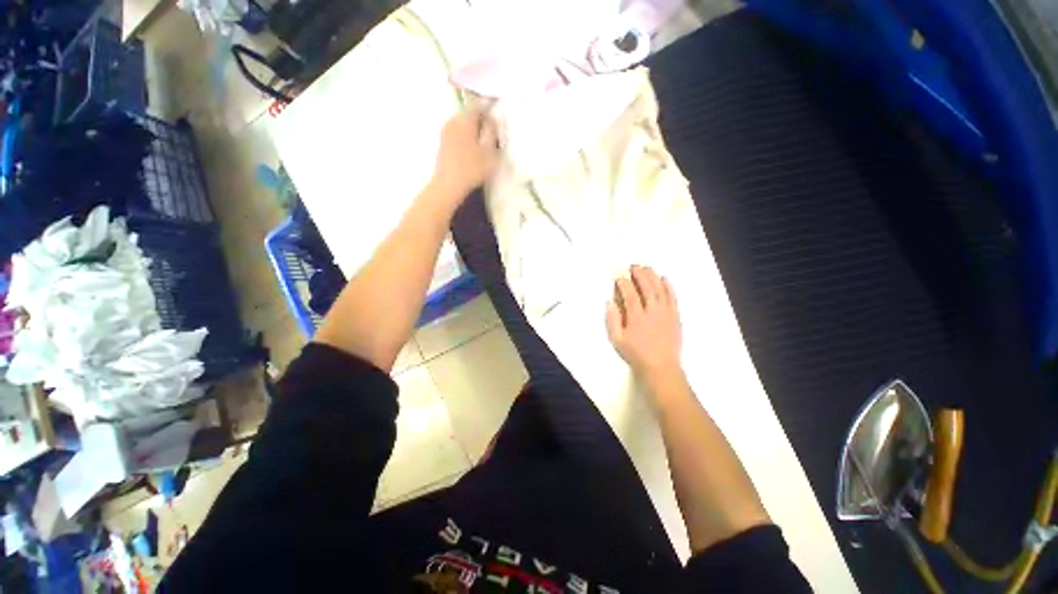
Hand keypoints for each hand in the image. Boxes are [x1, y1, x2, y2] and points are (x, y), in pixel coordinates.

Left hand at [431, 107, 498, 201]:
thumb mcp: (489, 151)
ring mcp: (446, 130)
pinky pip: (458, 133)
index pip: (479, 105)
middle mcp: (453, 120)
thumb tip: (491, 119)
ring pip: (463, 124)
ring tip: (482, 145)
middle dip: (481, 121)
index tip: (497, 119)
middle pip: (470, 114)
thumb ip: (492, 132)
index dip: (490, 109)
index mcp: (465, 119)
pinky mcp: (443, 142)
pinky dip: (466, 137)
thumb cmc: (472, 168)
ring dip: (473, 130)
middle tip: (492, 135)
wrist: (448, 184)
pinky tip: (471, 151)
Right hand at [606, 265, 682, 380]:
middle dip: (639, 274)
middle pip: (647, 287)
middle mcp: (652, 311)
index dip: (624, 283)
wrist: (661, 367)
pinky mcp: (675, 316)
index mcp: (636, 317)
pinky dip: (668, 286)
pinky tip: (664, 279)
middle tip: (633, 266)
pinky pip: (673, 297)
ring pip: (660, 289)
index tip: (619, 276)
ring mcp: (666, 313)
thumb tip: (609, 302)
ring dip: (653, 276)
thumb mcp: (617, 340)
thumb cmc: (636, 354)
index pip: (630, 294)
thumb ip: (612, 320)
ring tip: (647, 268)